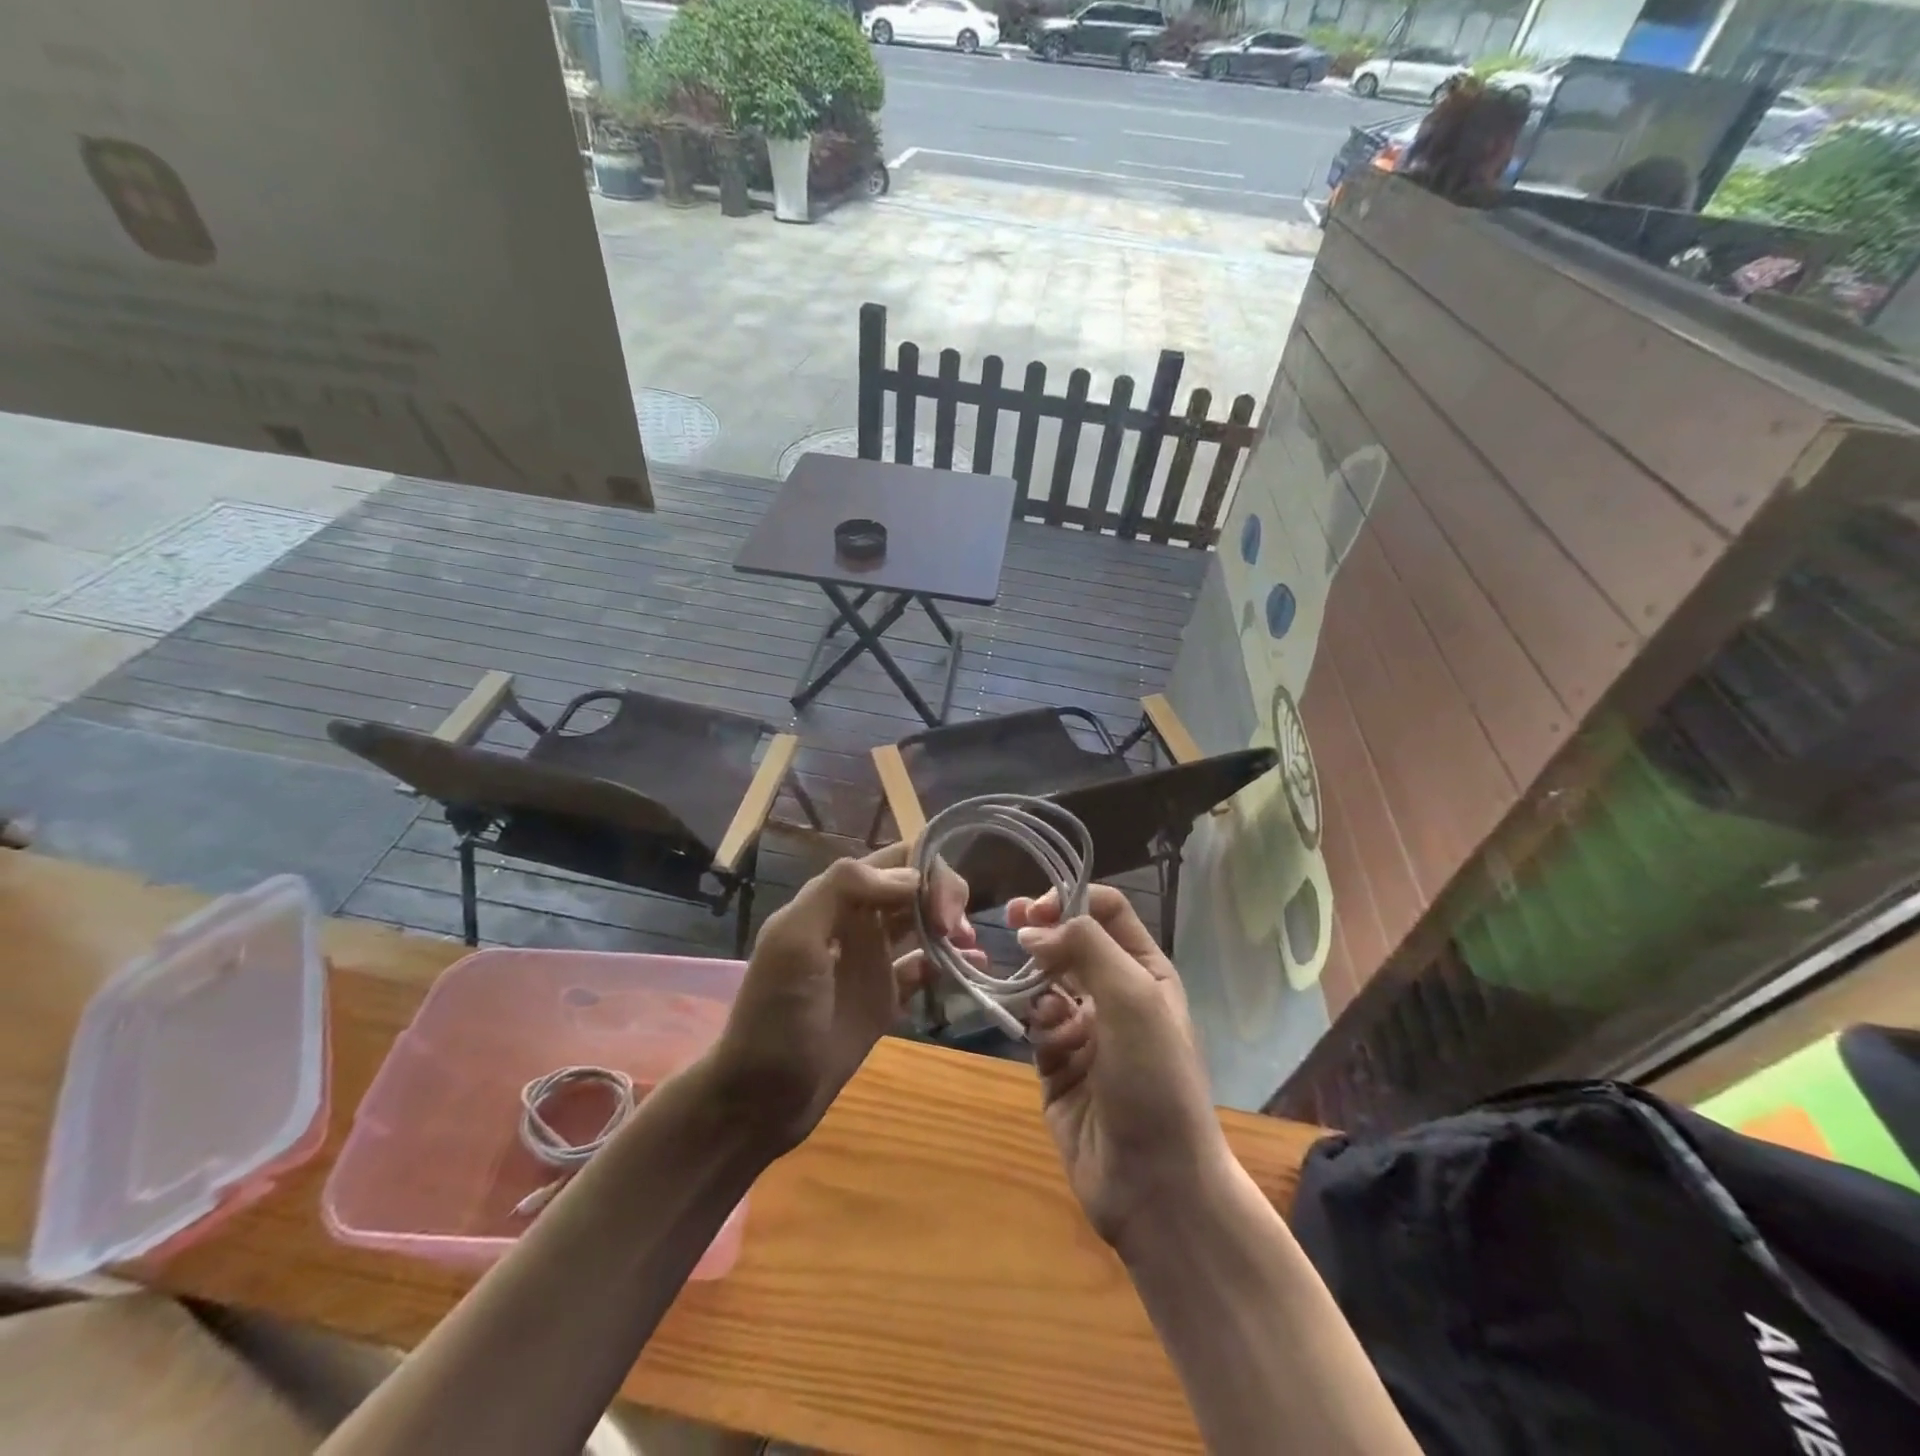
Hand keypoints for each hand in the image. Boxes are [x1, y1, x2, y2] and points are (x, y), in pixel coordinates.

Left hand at [706, 842, 973, 1152]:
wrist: (761, 1097)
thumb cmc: (775, 1015)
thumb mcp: (795, 940)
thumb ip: (842, 890)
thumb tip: (911, 878)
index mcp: (834, 899)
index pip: (894, 860)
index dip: (927, 868)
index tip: (942, 904)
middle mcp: (858, 922)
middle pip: (915, 887)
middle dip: (945, 896)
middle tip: (955, 930)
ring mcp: (874, 961)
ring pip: (924, 923)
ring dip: (952, 924)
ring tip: (969, 947)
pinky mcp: (886, 998)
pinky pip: (926, 968)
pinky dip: (952, 963)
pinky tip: (975, 968)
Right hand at [1010, 886, 1230, 1251]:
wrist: (1155, 1183)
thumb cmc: (1154, 1077)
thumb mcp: (1133, 997)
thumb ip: (1085, 946)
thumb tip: (1031, 927)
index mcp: (1145, 972)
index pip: (1106, 912)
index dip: (1070, 900)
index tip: (1034, 908)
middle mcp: (1116, 995)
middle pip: (1071, 943)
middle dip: (1043, 931)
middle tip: (1008, 920)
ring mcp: (1086, 1032)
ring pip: (1046, 984)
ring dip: (1038, 985)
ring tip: (1042, 1007)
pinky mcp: (1058, 1067)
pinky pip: (1036, 1028)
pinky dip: (1037, 1027)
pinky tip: (1049, 1045)